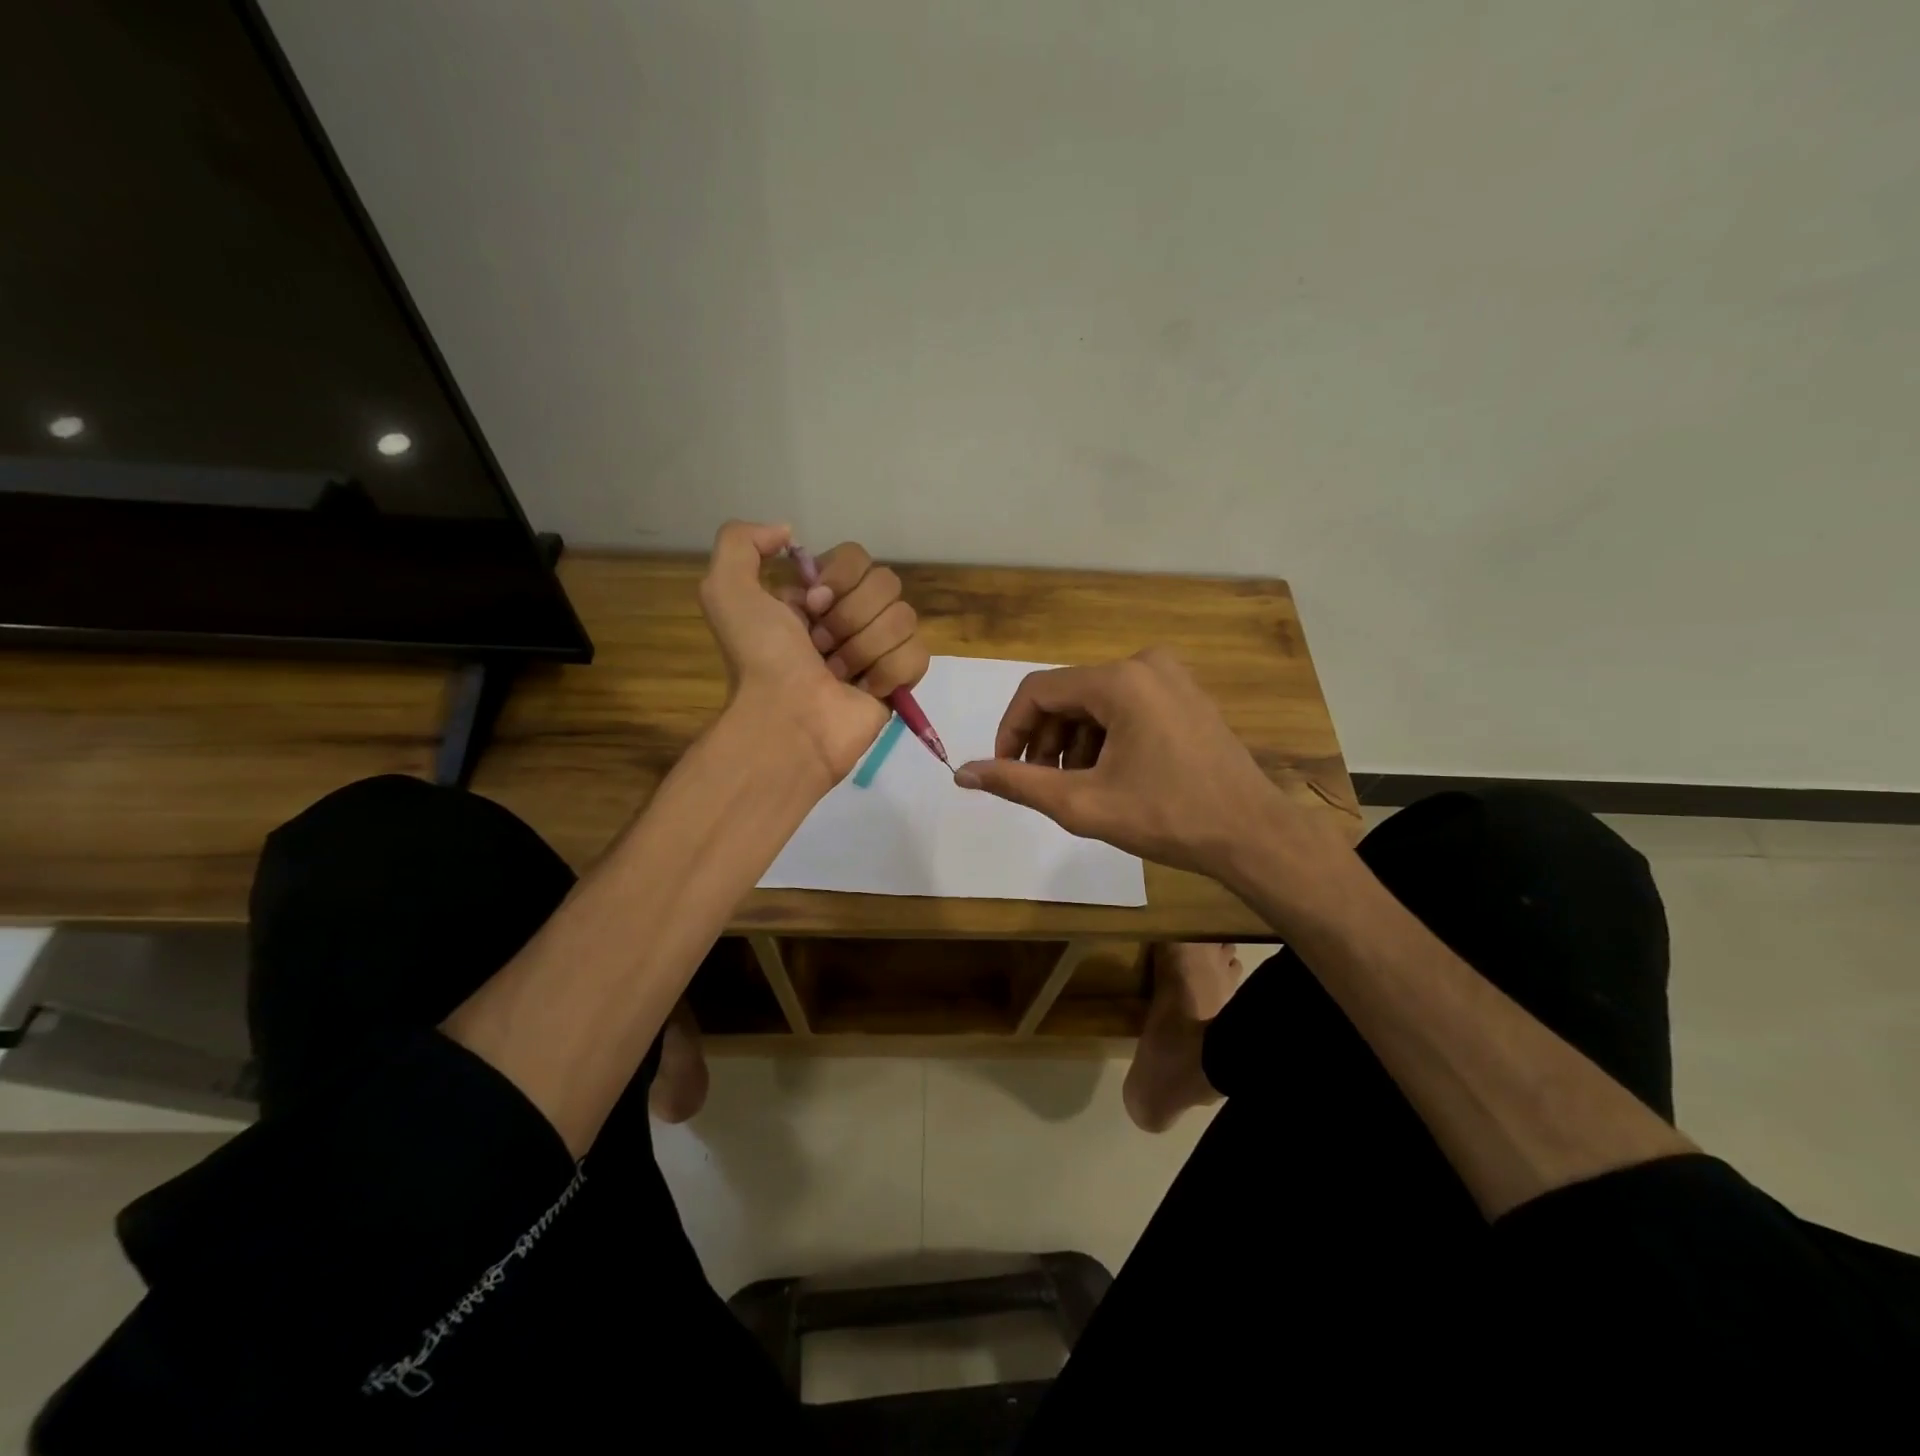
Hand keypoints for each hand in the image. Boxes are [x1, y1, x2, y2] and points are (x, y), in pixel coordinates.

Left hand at [698, 521, 928, 781]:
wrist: (786, 720)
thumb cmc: (761, 658)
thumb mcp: (726, 590)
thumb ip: (742, 541)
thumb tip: (790, 534)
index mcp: (818, 595)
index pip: (857, 557)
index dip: (839, 578)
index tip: (811, 606)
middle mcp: (851, 617)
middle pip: (886, 583)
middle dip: (850, 616)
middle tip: (820, 646)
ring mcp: (879, 649)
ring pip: (904, 618)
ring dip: (863, 648)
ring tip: (836, 674)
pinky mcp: (901, 681)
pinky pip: (918, 654)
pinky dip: (889, 671)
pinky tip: (864, 689)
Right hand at [955, 648, 1327, 884]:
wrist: (1251, 834)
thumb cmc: (1167, 817)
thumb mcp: (1082, 804)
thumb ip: (1017, 783)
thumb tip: (962, 773)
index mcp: (1120, 680)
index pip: (1038, 691)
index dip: (1011, 730)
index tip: (1005, 770)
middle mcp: (1145, 664)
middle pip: (1068, 696)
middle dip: (1045, 741)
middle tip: (1042, 785)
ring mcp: (1170, 677)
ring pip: (1095, 703)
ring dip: (1074, 743)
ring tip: (1076, 787)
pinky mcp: (1185, 695)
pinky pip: (1125, 706)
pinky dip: (1105, 737)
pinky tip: (1109, 775)